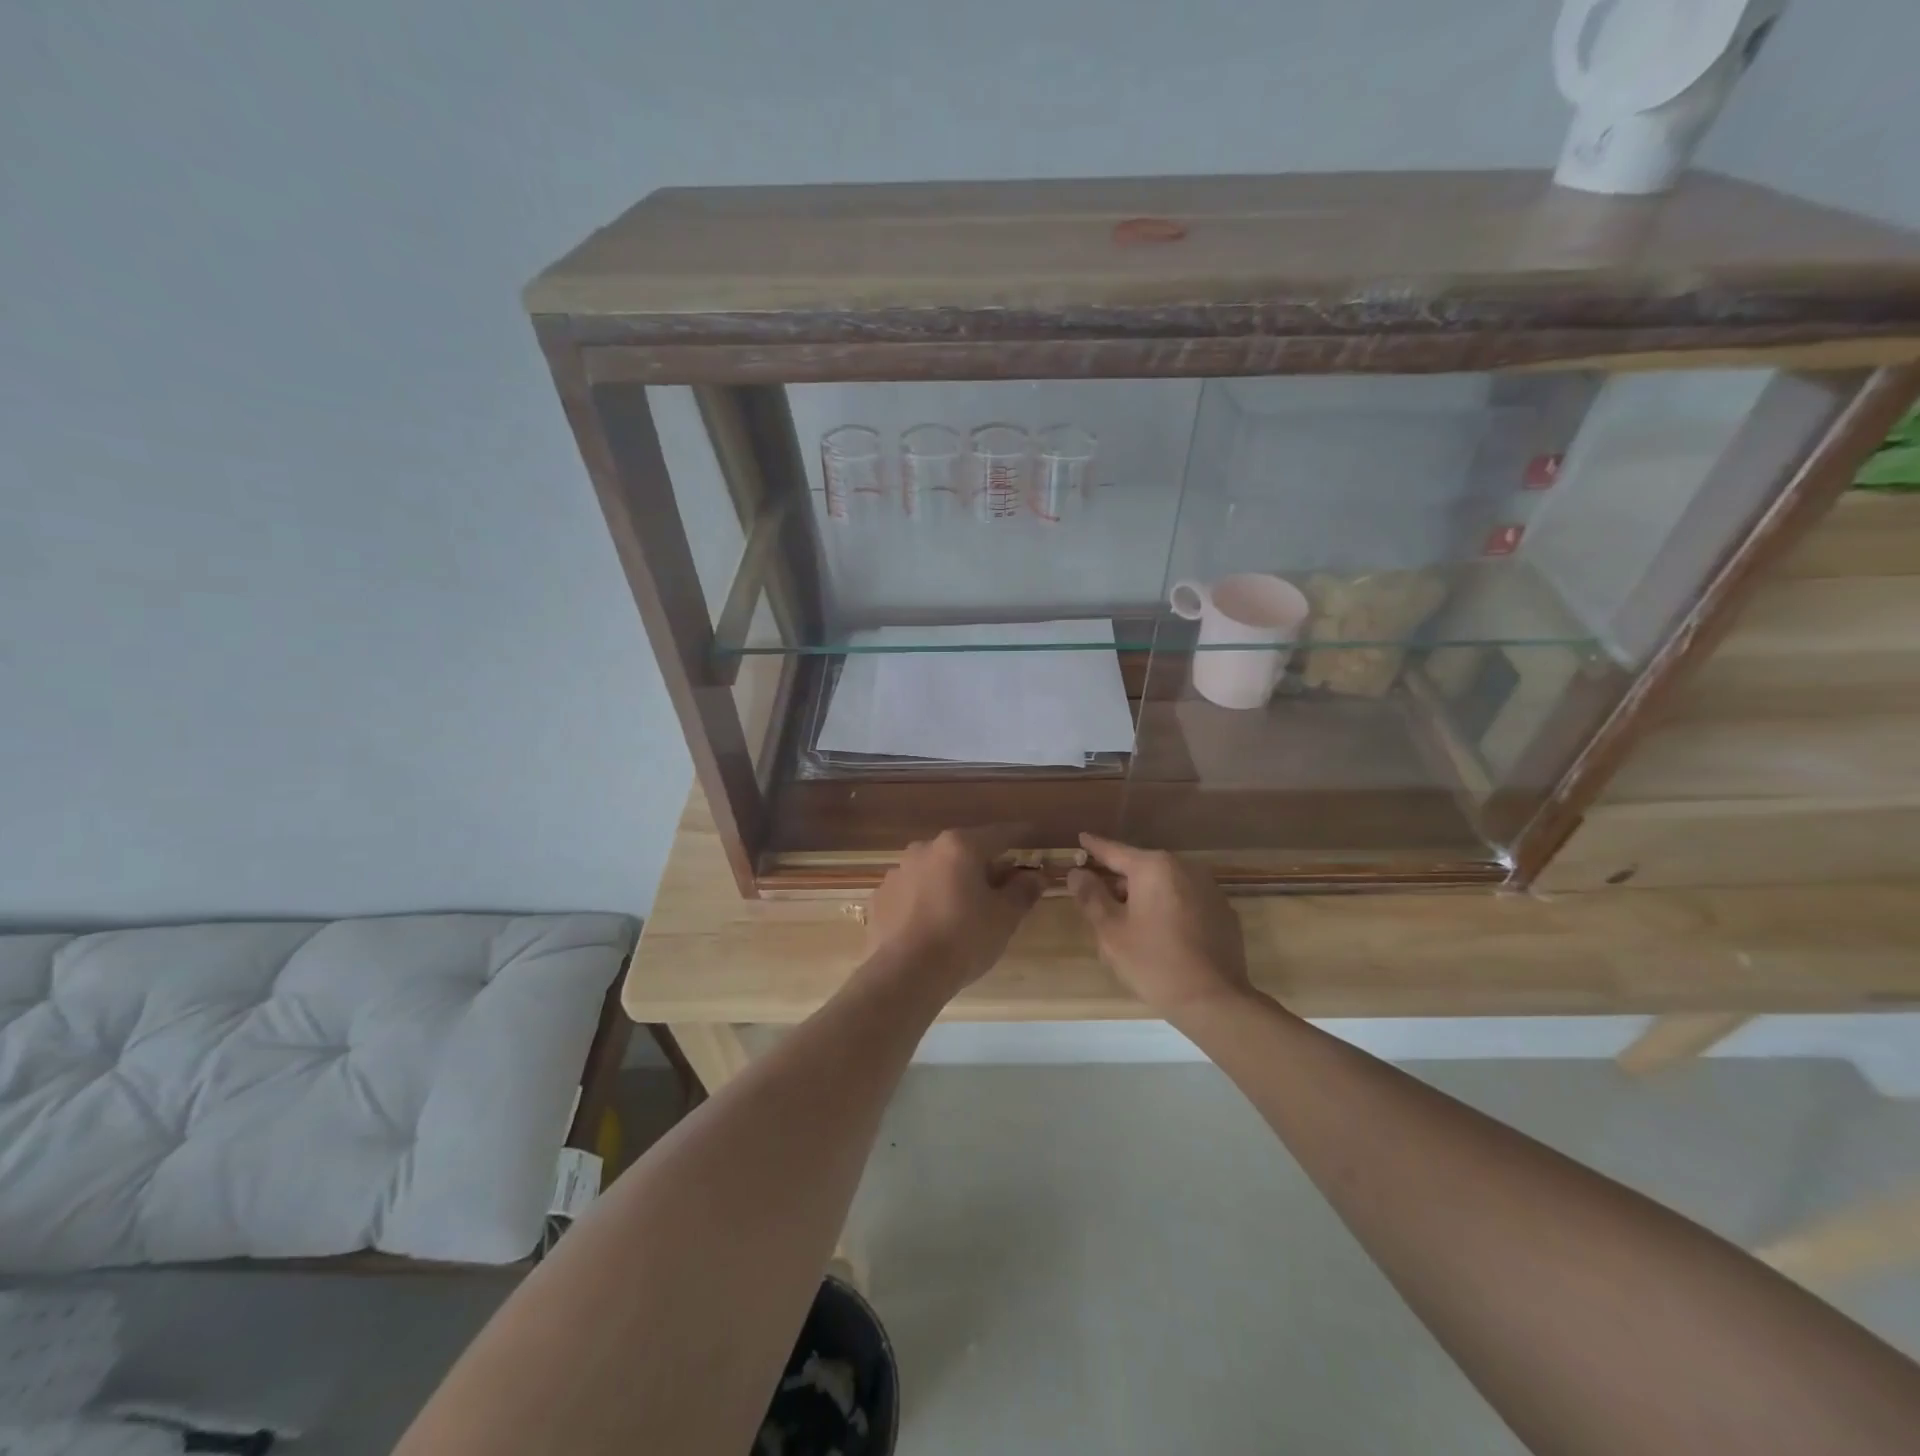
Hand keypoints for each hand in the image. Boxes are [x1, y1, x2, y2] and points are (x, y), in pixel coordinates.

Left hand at [862, 826, 1043, 1000]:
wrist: (905, 975)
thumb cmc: (964, 939)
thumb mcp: (1004, 917)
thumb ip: (1022, 891)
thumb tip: (1036, 876)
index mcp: (960, 847)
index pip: (999, 835)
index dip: (1020, 837)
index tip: (1032, 837)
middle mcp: (925, 849)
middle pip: (963, 851)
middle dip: (983, 865)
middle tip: (1000, 887)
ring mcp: (898, 872)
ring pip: (935, 870)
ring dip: (951, 882)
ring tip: (963, 911)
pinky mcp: (880, 897)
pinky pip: (912, 892)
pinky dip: (926, 900)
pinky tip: (932, 925)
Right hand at [1068, 833, 1249, 1014]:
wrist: (1215, 1001)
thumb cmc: (1154, 963)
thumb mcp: (1111, 932)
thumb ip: (1091, 897)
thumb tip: (1078, 873)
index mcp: (1153, 868)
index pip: (1115, 851)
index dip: (1095, 847)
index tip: (1082, 838)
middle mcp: (1184, 868)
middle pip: (1141, 868)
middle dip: (1121, 881)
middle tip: (1100, 900)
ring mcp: (1208, 888)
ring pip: (1165, 885)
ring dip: (1146, 896)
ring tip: (1130, 923)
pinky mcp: (1223, 911)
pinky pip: (1186, 900)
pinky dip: (1169, 908)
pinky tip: (1163, 935)